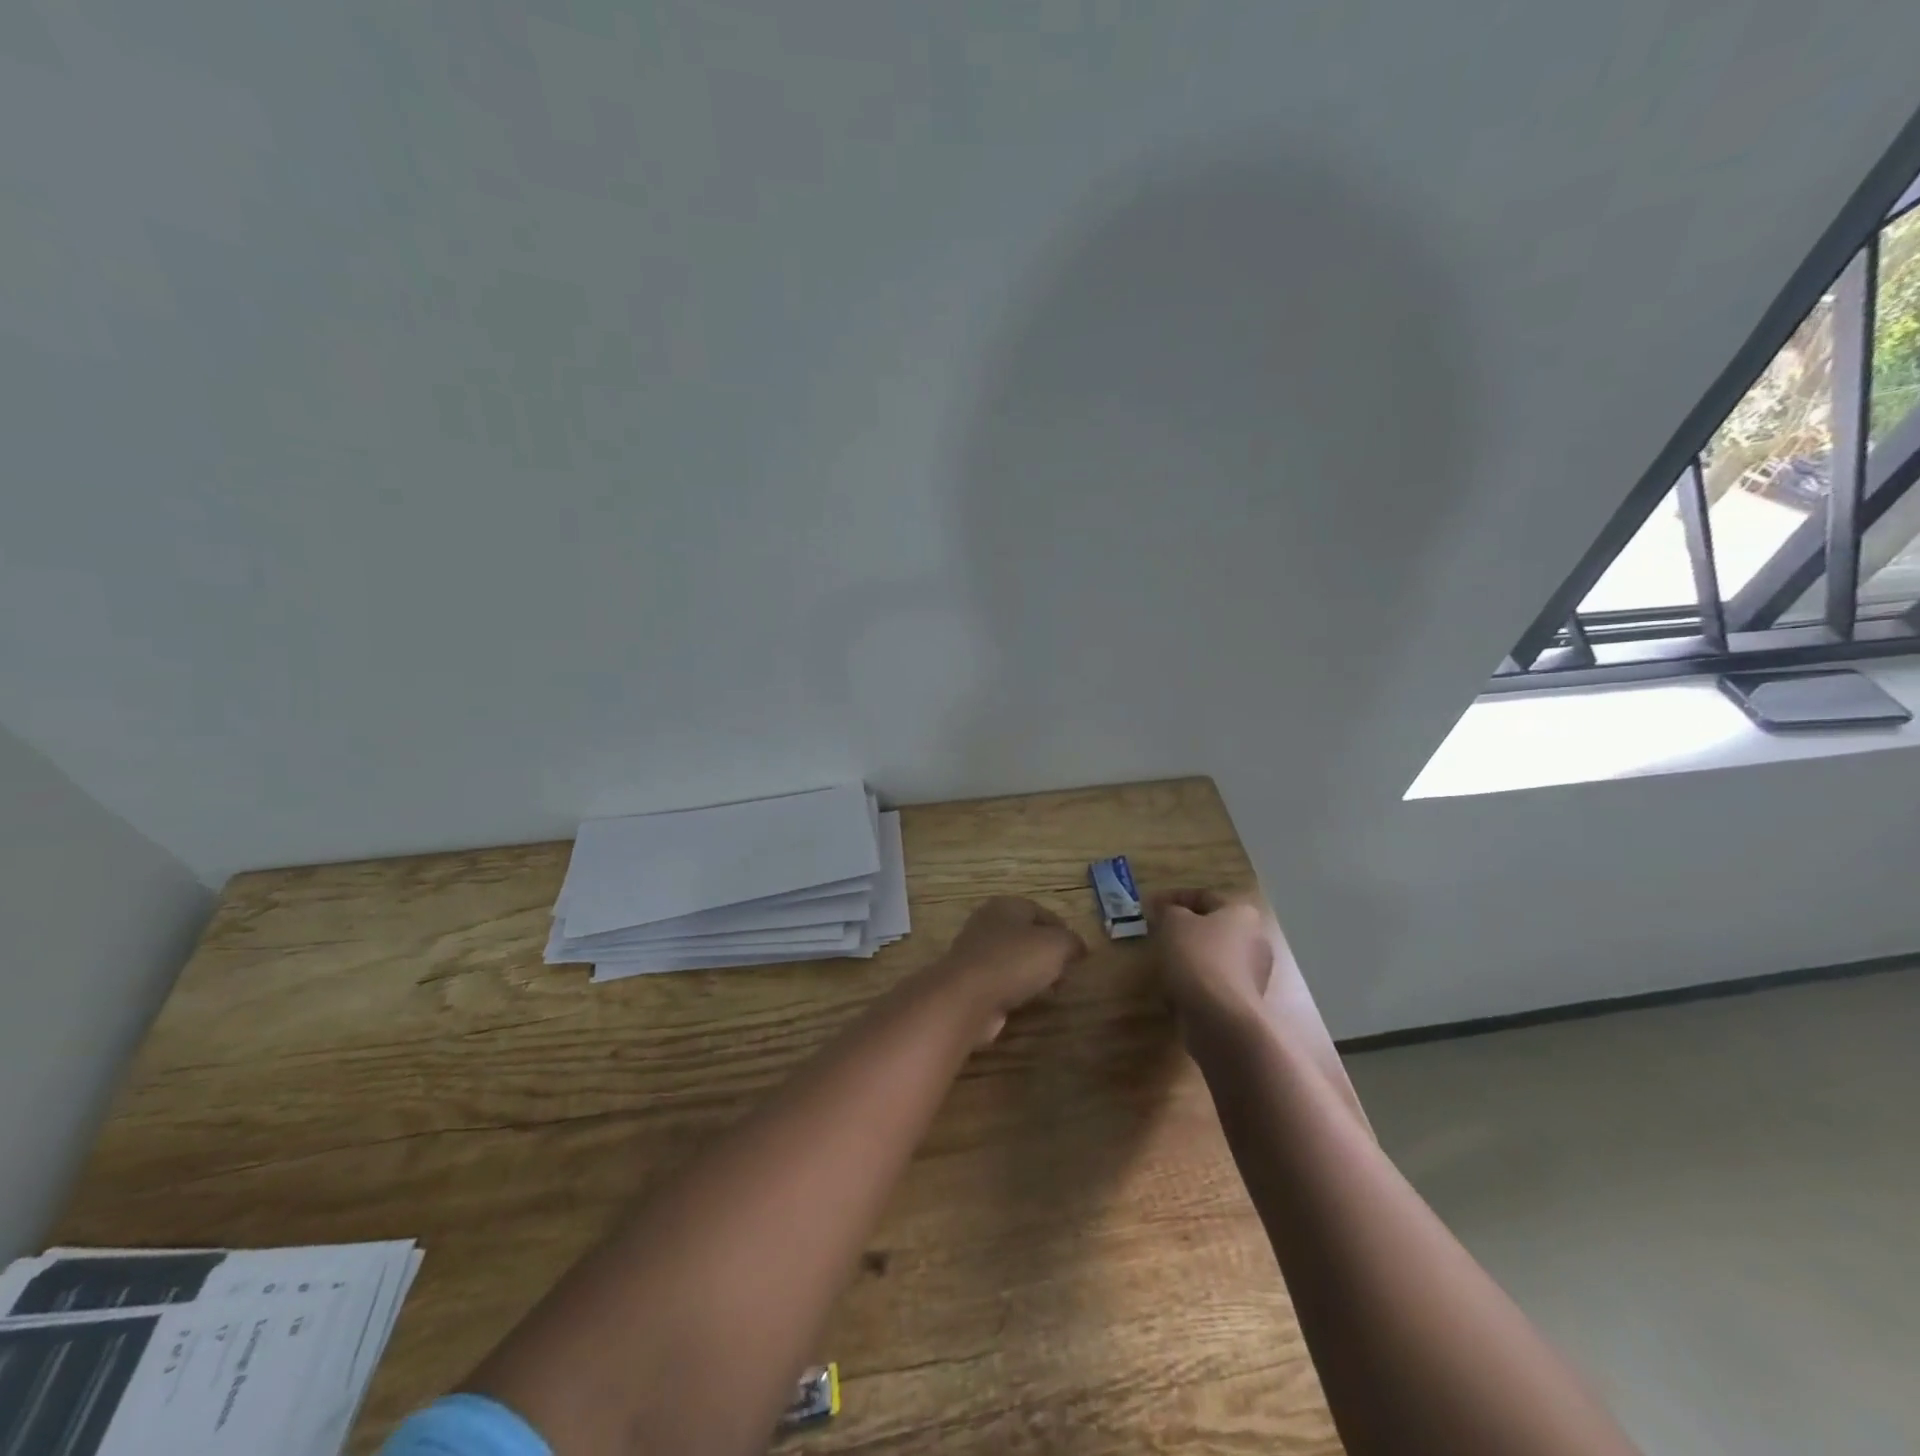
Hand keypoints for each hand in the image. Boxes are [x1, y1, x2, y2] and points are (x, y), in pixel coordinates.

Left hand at [932, 896, 1086, 1043]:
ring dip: (1033, 972)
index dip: (1064, 931)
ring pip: (1014, 958)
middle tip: (1066, 973)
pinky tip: (1026, 1001)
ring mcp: (975, 951)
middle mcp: (988, 922)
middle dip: (1049, 954)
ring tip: (1051, 990)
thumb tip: (1079, 948)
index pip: (1043, 912)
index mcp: (1007, 905)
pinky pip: (1001, 979)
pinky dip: (1015, 988)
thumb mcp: (1056, 945)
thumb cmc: (1014, 961)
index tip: (1079, 954)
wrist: (966, 997)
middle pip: (1027, 935)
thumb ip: (1072, 942)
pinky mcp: (970, 979)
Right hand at [1150, 889, 1280, 1027]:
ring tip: (1162, 960)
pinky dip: (1195, 980)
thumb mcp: (1173, 923)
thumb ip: (1166, 910)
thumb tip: (1163, 909)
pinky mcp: (1244, 1001)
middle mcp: (1255, 940)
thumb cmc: (1198, 958)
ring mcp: (1253, 973)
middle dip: (1184, 928)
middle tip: (1157, 931)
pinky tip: (1175, 986)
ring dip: (1189, 955)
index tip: (1150, 905)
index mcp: (1243, 914)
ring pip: (1213, 955)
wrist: (1221, 1019)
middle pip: (1212, 926)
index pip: (1204, 896)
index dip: (1173, 897)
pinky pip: (1214, 981)